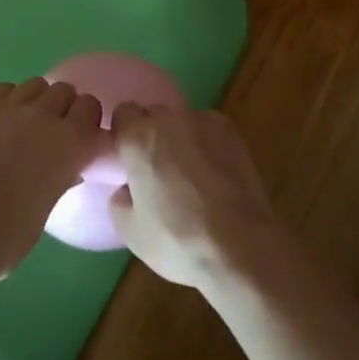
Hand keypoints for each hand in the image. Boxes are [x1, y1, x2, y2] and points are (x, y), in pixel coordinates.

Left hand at [0, 78, 107, 276]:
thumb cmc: (6, 237)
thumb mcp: (47, 209)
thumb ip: (61, 180)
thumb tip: (69, 170)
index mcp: (71, 143)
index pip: (91, 109)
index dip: (87, 121)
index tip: (82, 137)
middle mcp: (45, 116)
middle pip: (66, 91)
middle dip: (64, 107)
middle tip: (54, 131)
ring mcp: (10, 108)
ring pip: (37, 84)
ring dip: (38, 100)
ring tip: (26, 123)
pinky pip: (4, 89)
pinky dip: (8, 100)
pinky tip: (0, 121)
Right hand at [109, 103, 282, 293]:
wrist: (238, 246)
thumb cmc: (177, 241)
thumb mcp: (130, 231)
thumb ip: (119, 199)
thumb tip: (128, 188)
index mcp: (138, 137)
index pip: (123, 112)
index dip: (125, 134)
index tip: (130, 158)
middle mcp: (168, 118)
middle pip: (153, 114)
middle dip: (152, 135)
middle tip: (159, 169)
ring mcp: (202, 120)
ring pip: (182, 120)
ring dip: (180, 137)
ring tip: (192, 173)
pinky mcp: (230, 129)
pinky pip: (208, 128)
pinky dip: (206, 142)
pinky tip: (216, 171)